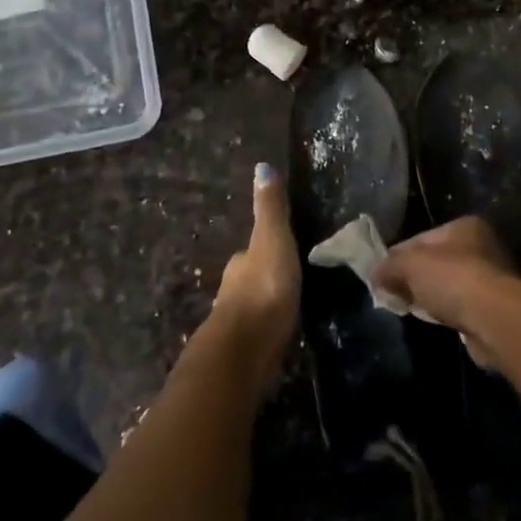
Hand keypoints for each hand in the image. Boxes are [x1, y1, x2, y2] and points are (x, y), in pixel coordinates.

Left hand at [211, 163, 300, 395]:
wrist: (244, 352)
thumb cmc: (263, 289)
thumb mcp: (272, 240)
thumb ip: (270, 209)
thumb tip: (262, 165)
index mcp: (241, 264)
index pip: (250, 253)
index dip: (264, 250)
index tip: (282, 252)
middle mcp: (231, 291)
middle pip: (248, 280)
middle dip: (264, 279)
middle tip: (288, 281)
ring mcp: (235, 325)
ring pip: (251, 308)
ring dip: (264, 307)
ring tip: (286, 309)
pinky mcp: (243, 354)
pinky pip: (257, 335)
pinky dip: (265, 332)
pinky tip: (277, 337)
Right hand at [373, 217, 520, 369]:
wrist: (497, 320)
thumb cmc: (453, 280)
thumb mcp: (410, 265)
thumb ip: (389, 266)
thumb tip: (375, 275)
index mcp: (464, 226)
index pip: (420, 238)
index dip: (397, 256)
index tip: (380, 276)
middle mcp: (482, 246)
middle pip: (435, 261)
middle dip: (413, 278)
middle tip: (392, 294)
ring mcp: (491, 277)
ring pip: (448, 285)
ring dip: (430, 296)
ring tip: (411, 310)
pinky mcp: (494, 307)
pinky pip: (460, 306)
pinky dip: (447, 312)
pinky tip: (436, 321)